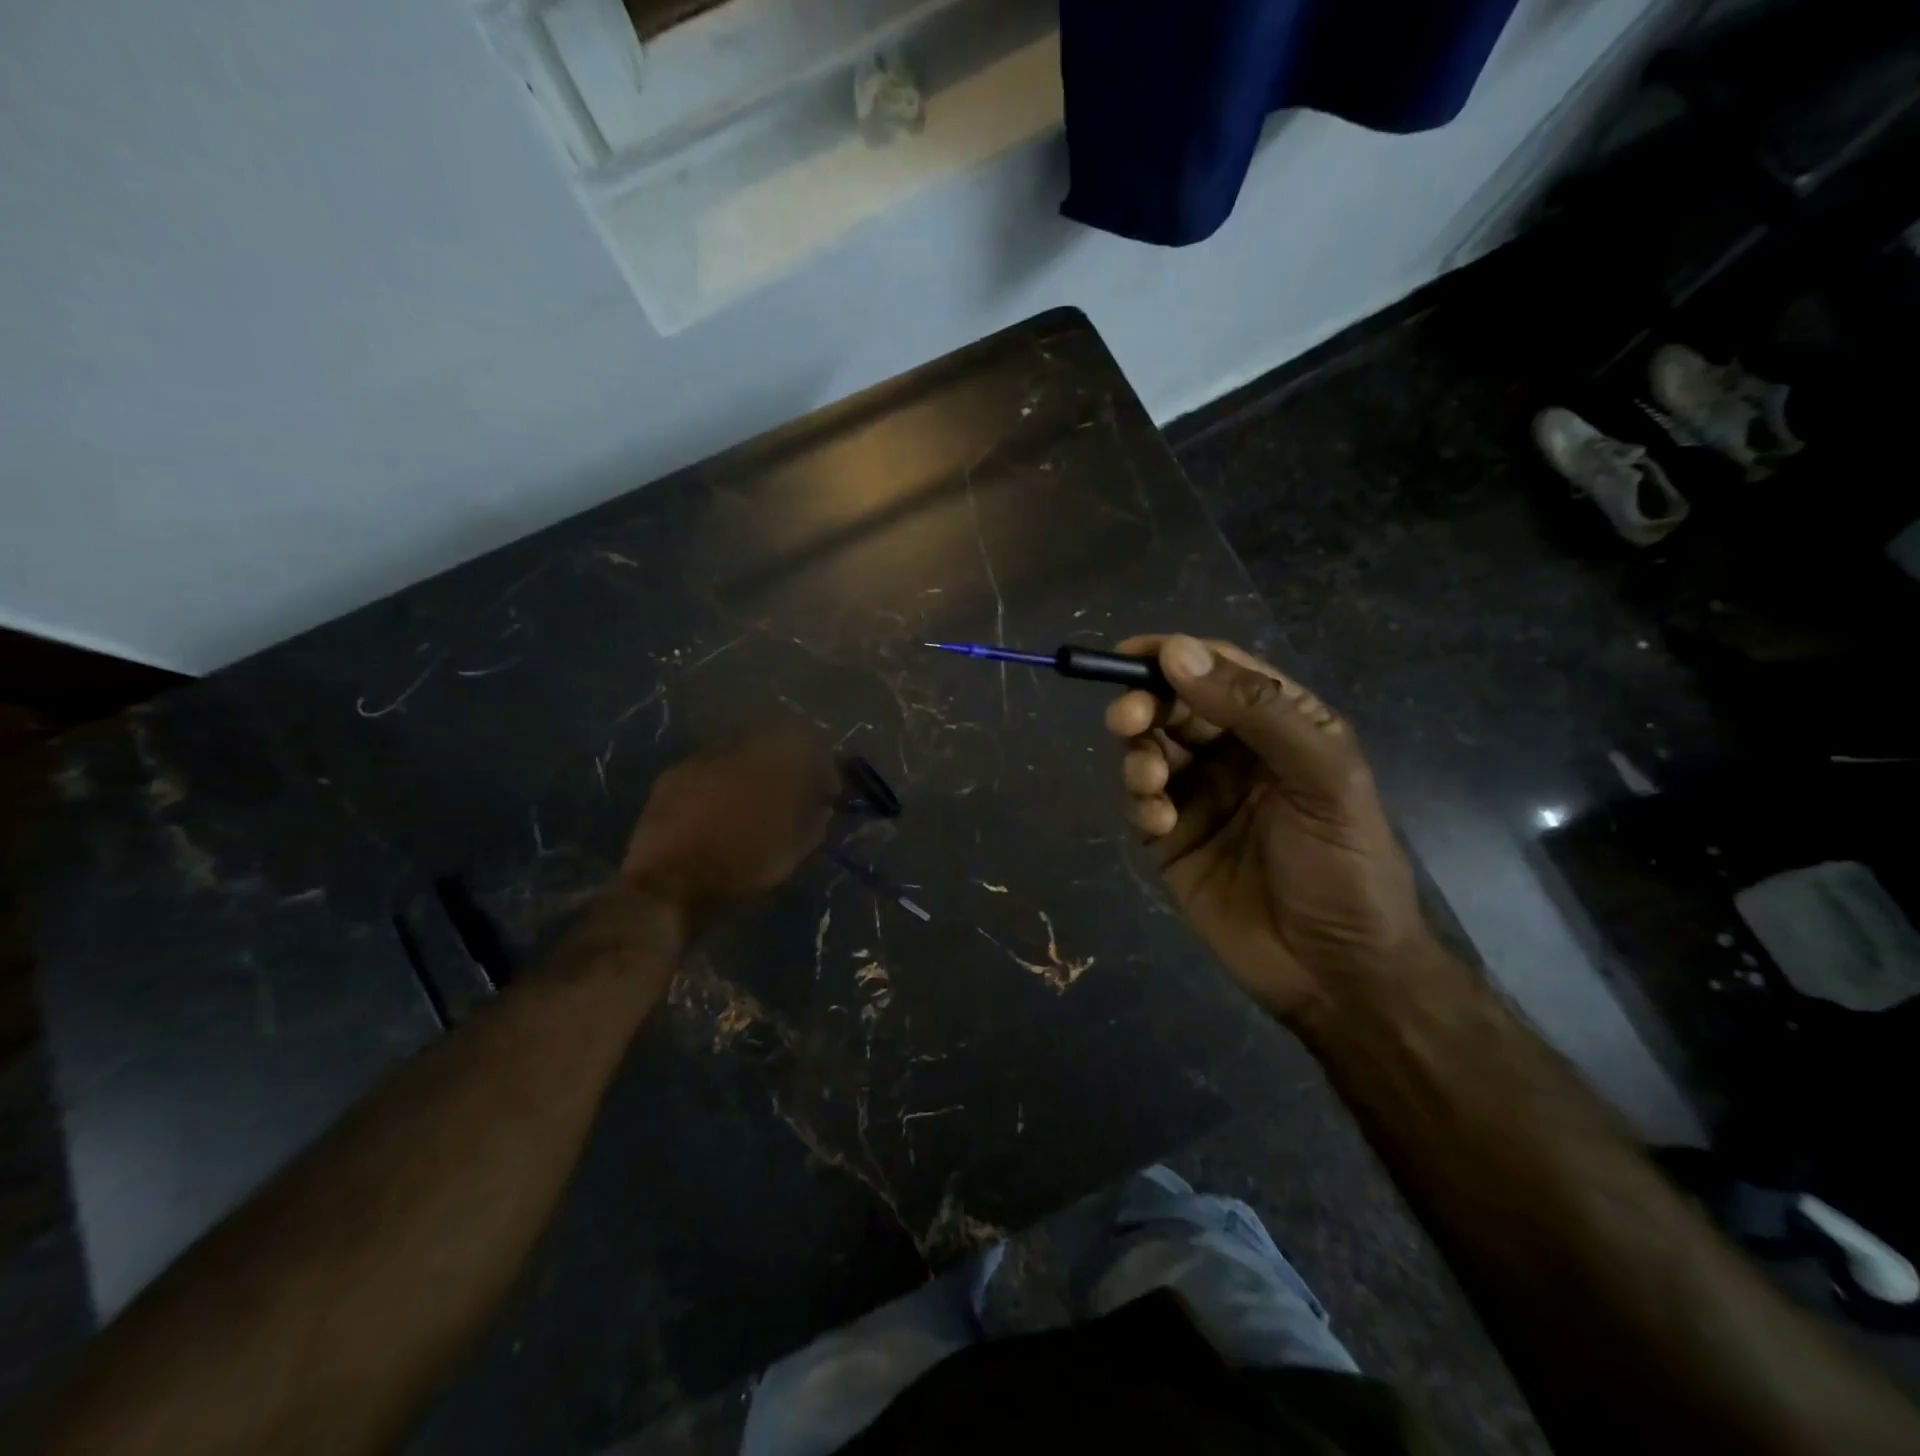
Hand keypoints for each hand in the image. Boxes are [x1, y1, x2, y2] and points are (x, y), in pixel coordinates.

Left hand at [621, 726, 836, 915]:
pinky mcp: (672, 774)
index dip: (823, 766)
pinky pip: (709, 769)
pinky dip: (721, 783)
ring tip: (753, 803)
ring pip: (738, 754)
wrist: (668, 878)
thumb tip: (822, 809)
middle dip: (787, 765)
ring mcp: (702, 757)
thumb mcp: (793, 850)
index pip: (810, 741)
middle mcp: (738, 745)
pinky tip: (719, 809)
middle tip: (792, 795)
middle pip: (773, 741)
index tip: (826, 792)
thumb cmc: (741, 862)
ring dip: (752, 772)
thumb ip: (814, 822)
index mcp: (775, 756)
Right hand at [1105, 635, 1428, 1020]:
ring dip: (1138, 755)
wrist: (1336, 973)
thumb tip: (1177, 653)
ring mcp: (1200, 795)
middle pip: (1174, 705)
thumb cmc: (1344, 866)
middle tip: (1126, 720)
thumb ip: (1256, 711)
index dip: (1176, 656)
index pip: (1221, 670)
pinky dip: (1140, 802)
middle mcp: (1236, 752)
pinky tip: (1160, 824)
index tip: (1131, 656)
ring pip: (1149, 749)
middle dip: (1144, 705)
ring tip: (1150, 784)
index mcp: (1282, 725)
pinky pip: (1141, 801)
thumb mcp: (1321, 779)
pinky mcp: (1171, 837)